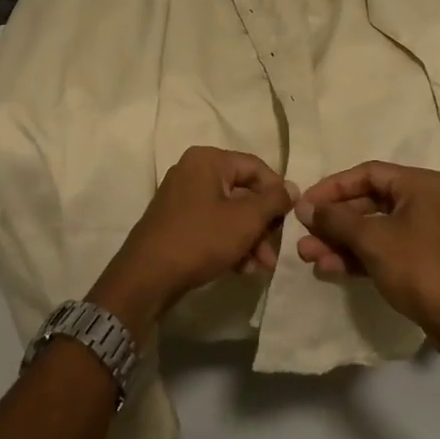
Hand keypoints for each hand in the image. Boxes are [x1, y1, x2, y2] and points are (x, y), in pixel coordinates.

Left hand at [90, 147, 293, 341]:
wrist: (147, 278)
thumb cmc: (200, 239)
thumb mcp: (245, 220)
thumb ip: (273, 201)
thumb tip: (292, 187)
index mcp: (208, 160)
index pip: (256, 167)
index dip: (277, 193)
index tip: (290, 220)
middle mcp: (194, 171)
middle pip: (243, 191)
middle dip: (263, 224)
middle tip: (275, 251)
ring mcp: (183, 197)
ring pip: (230, 213)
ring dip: (250, 239)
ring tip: (261, 267)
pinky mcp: (177, 222)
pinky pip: (213, 225)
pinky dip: (230, 244)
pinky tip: (243, 270)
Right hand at [295, 161, 439, 361]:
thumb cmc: (419, 268)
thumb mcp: (372, 240)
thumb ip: (336, 220)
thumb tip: (304, 207)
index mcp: (419, 185)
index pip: (367, 174)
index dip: (332, 187)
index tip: (305, 203)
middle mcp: (424, 201)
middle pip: (368, 202)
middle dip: (333, 221)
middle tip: (303, 233)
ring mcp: (424, 232)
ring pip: (373, 229)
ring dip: (340, 241)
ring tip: (307, 255)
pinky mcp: (421, 260)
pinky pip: (383, 248)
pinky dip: (357, 256)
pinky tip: (328, 268)